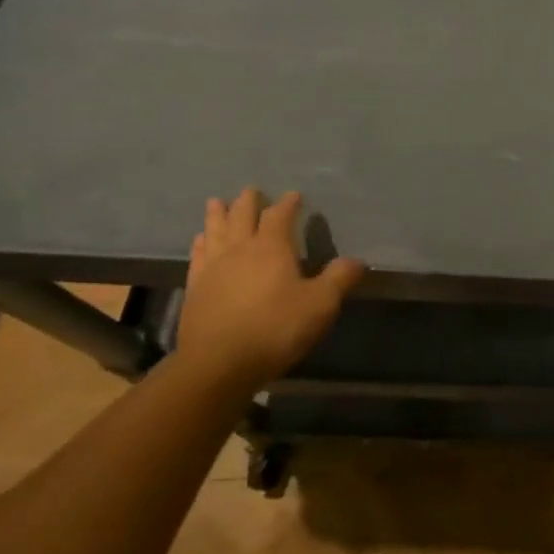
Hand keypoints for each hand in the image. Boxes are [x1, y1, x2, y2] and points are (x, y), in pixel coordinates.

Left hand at [177, 189, 363, 388]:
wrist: (219, 363)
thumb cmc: (276, 329)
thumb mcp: (321, 305)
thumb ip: (339, 279)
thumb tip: (357, 261)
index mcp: (272, 248)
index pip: (279, 216)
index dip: (288, 204)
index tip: (294, 195)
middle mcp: (239, 250)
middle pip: (242, 216)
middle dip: (249, 202)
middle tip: (252, 190)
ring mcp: (213, 268)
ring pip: (215, 230)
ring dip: (218, 215)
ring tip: (217, 202)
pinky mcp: (196, 288)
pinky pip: (198, 255)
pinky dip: (201, 242)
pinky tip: (201, 240)